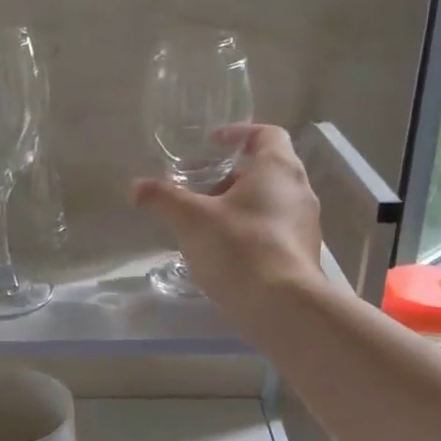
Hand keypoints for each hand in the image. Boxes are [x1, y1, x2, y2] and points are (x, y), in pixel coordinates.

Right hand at [130, 123, 326, 324]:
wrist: (283, 306)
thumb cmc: (239, 247)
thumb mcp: (191, 219)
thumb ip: (163, 198)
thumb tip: (134, 187)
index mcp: (278, 169)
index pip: (267, 133)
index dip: (238, 134)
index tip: (211, 144)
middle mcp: (299, 190)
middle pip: (265, 170)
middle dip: (229, 176)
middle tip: (197, 189)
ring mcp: (306, 224)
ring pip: (269, 202)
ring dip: (238, 205)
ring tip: (204, 222)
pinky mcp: (302, 254)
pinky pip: (274, 230)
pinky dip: (249, 230)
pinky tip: (223, 251)